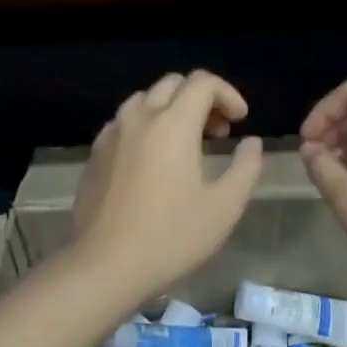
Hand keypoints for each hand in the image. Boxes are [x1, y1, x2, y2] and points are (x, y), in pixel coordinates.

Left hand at [73, 70, 263, 301]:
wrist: (105, 264)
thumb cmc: (171, 236)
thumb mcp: (224, 207)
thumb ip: (245, 167)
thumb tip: (251, 143)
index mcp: (173, 124)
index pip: (203, 82)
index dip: (228, 94)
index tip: (240, 122)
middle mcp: (139, 118)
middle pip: (172, 84)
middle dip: (201, 99)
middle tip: (217, 133)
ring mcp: (111, 135)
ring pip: (144, 100)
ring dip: (171, 110)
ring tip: (186, 145)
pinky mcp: (95, 155)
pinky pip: (124, 123)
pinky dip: (146, 126)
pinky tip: (153, 161)